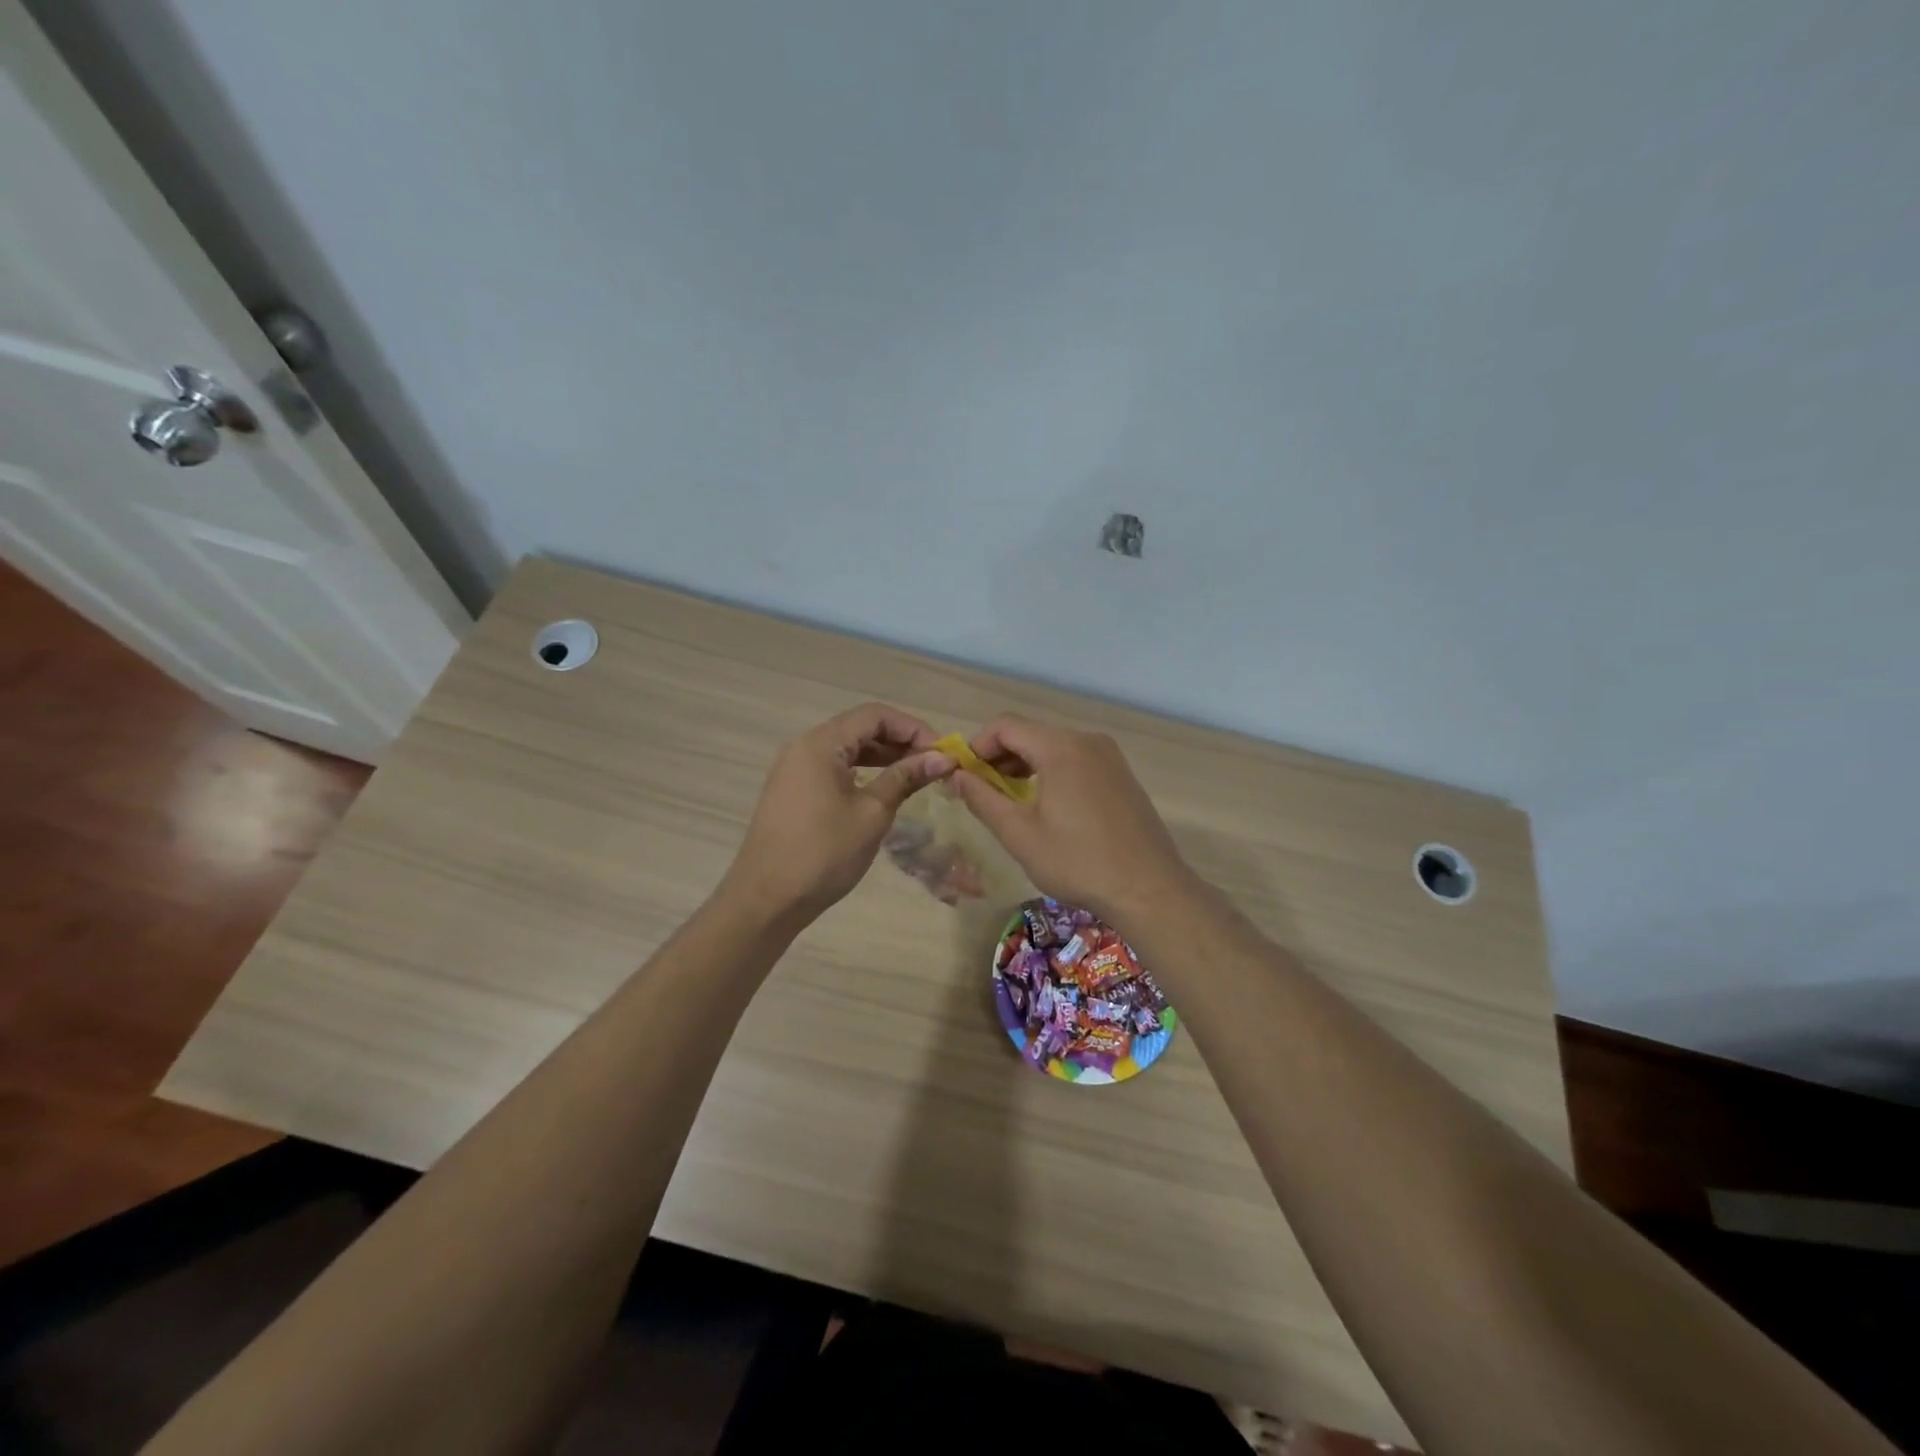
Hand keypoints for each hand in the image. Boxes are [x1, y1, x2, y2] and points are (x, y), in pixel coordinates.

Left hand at [721, 703, 955, 924]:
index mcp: (822, 743)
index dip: (913, 728)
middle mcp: (805, 746)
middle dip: (900, 741)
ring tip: (917, 776)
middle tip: (935, 765)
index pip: (875, 715)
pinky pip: (834, 768)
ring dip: (883, 756)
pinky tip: (884, 788)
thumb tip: (943, 758)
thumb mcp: (872, 813)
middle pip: (860, 728)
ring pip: (847, 748)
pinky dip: (863, 772)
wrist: (767, 899)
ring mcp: (795, 768)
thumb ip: (905, 778)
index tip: (942, 752)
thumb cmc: (824, 853)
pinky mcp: (793, 790)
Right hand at [945, 714, 1197, 923]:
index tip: (964, 776)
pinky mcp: (1121, 774)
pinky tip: (1046, 805)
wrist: (1149, 889)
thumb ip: (983, 799)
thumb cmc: (1078, 862)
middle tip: (982, 792)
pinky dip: (1051, 771)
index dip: (977, 746)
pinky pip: (1076, 759)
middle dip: (999, 757)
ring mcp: (1109, 756)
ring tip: (1009, 801)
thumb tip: (957, 775)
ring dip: (1024, 765)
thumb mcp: (1020, 834)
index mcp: (1060, 748)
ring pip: (1053, 746)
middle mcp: (1087, 740)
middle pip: (1030, 733)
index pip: (1005, 726)